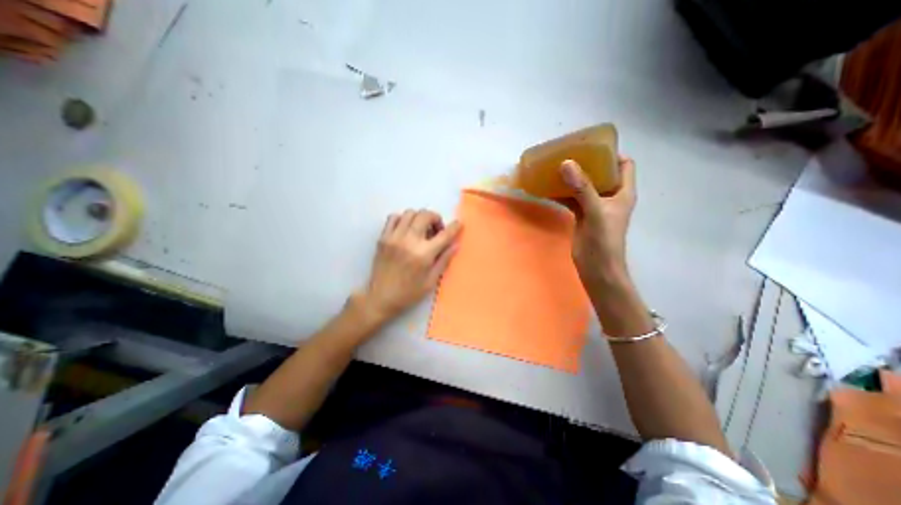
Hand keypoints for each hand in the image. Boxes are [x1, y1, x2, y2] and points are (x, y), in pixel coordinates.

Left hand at [356, 206, 459, 323]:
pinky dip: (403, 219)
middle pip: (425, 215)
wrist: (380, 298)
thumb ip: (444, 260)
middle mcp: (409, 241)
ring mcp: (394, 237)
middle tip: (436, 230)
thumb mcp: (431, 281)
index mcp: (424, 254)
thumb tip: (455, 244)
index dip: (454, 227)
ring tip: (421, 230)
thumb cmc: (409, 293)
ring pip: (410, 213)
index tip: (458, 224)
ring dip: (420, 218)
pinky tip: (406, 229)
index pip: (444, 234)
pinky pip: (393, 217)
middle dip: (436, 218)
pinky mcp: (383, 238)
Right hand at [562, 156, 636, 285]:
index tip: (592, 147)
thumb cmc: (603, 240)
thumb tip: (566, 163)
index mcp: (623, 192)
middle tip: (568, 154)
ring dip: (572, 179)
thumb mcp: (595, 211)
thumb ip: (582, 188)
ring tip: (555, 168)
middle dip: (586, 164)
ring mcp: (595, 207)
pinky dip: (562, 194)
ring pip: (584, 187)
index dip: (612, 154)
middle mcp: (610, 197)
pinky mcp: (582, 216)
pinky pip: (572, 200)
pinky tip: (549, 189)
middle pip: (601, 174)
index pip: (624, 165)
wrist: (597, 268)